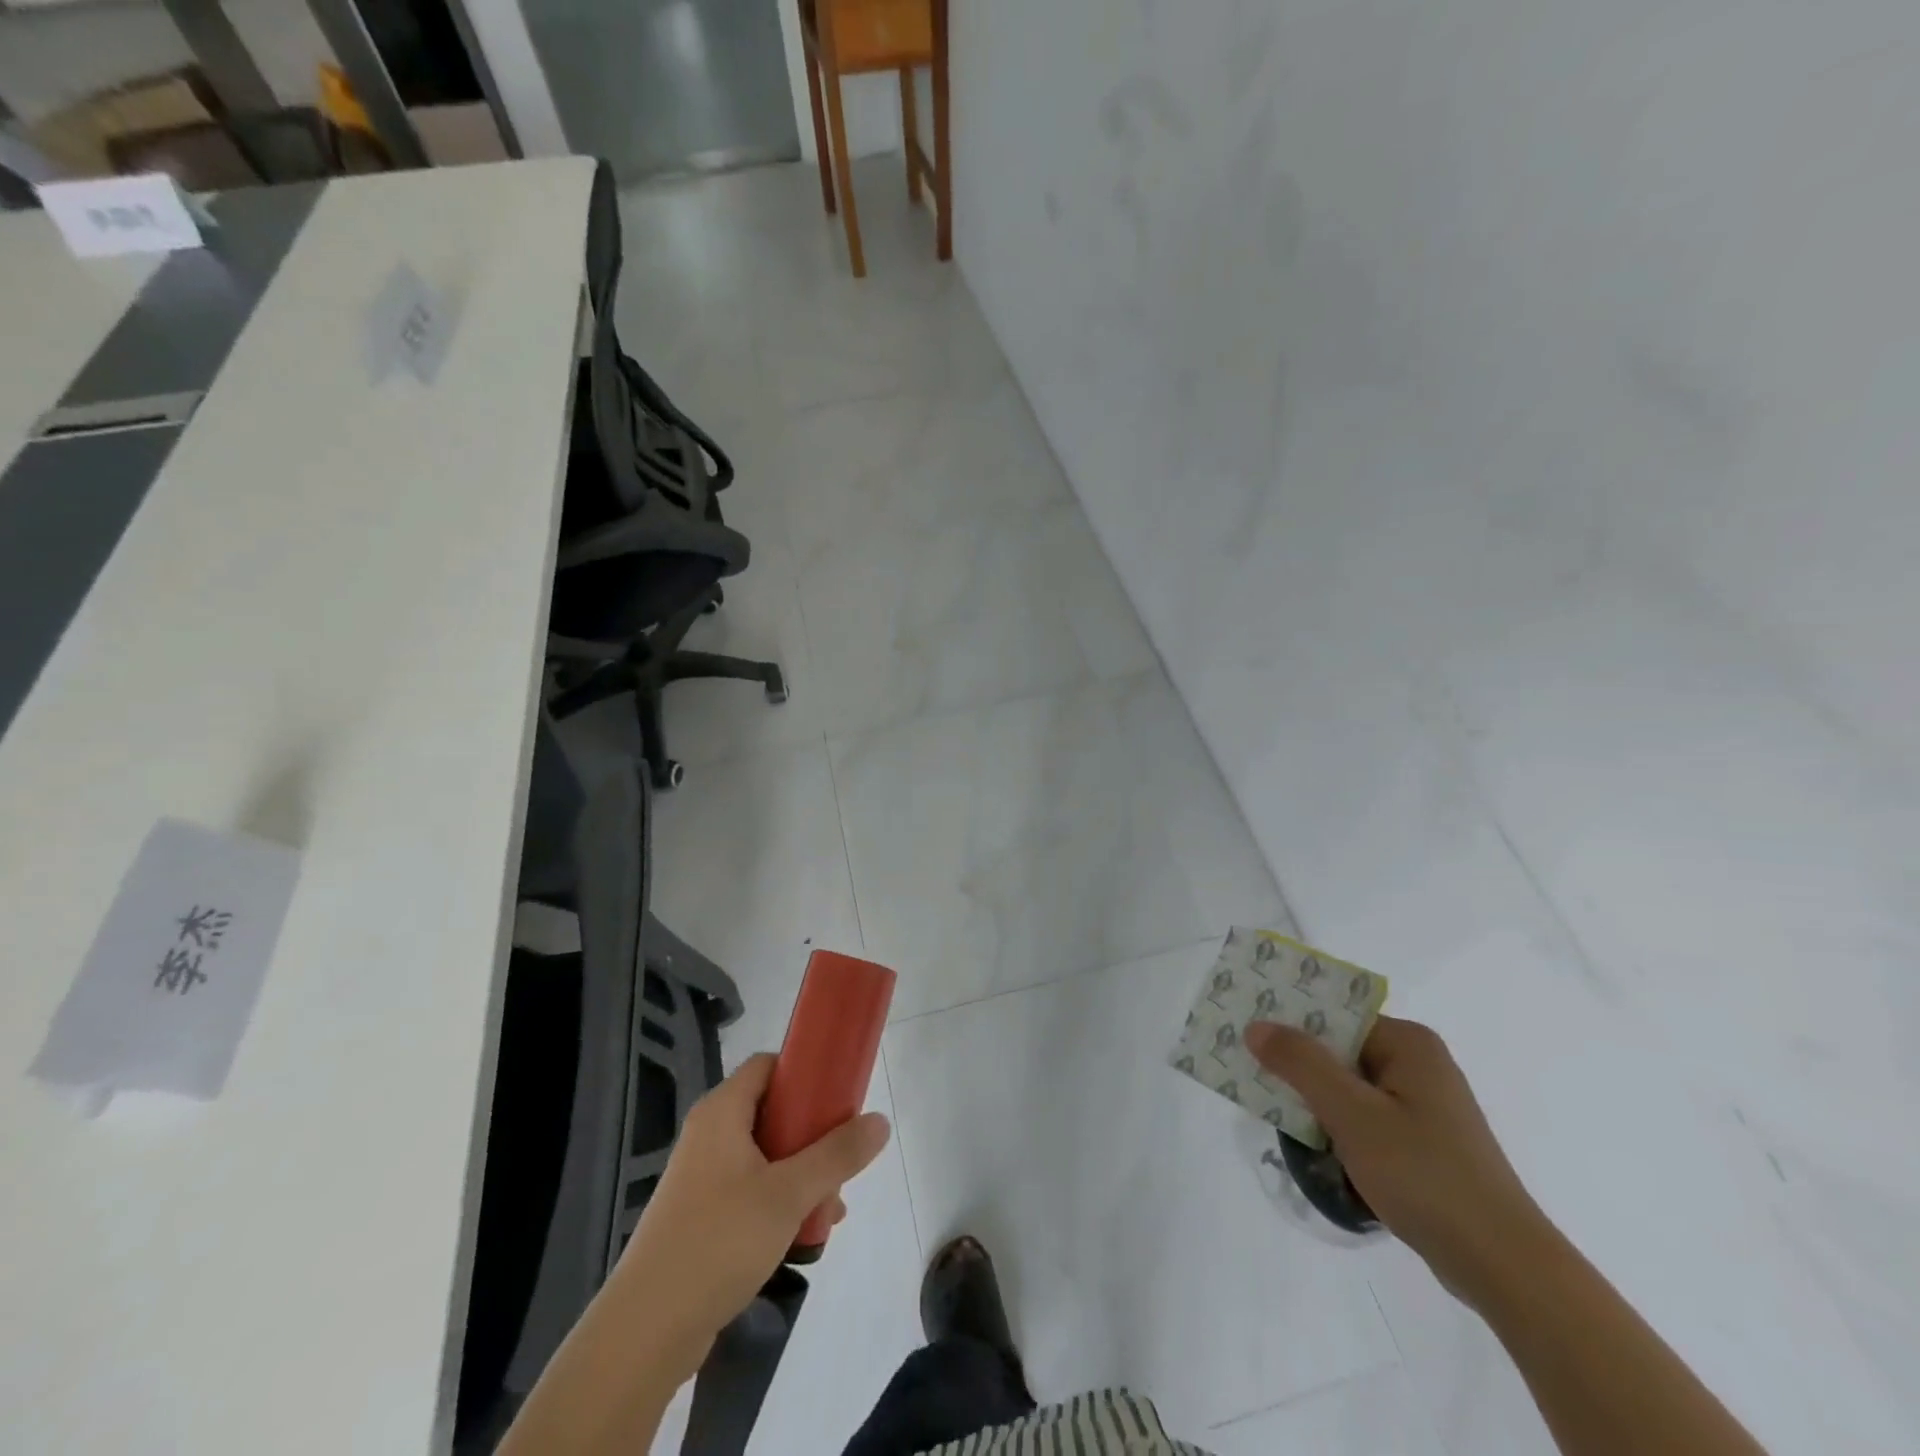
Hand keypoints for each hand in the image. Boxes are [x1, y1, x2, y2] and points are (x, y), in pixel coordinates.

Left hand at [611, 1053, 891, 1377]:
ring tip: (831, 1209)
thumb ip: (837, 1155)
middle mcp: (710, 1135)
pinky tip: (806, 1234)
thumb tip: (880, 1121)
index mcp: (722, 1112)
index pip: (769, 1066)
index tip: (840, 1096)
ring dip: (804, 1175)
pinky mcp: (702, 1215)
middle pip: (774, 1112)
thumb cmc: (718, 1242)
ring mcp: (703, 1177)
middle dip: (814, 1136)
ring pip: (767, 1156)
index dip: (806, 1072)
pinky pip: (752, 1189)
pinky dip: (781, 1201)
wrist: (645, 1332)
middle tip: (842, 1161)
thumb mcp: (788, 1193)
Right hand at [1247, 1015, 1552, 1307]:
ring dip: (1313, 1098)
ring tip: (1269, 1108)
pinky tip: (1311, 1144)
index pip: (1335, 1016)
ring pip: (1348, 1086)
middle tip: (1246, 1069)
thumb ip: (1301, 1064)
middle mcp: (1418, 1065)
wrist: (1504, 1267)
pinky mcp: (1423, 1143)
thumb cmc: (1426, 1176)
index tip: (1246, 1031)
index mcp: (1408, 1044)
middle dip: (1295, 1062)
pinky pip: (1364, 1116)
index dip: (1289, 1021)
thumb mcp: (1353, 1114)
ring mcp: (1423, 1106)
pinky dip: (1335, 1124)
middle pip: (1339, 1049)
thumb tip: (1257, 1026)